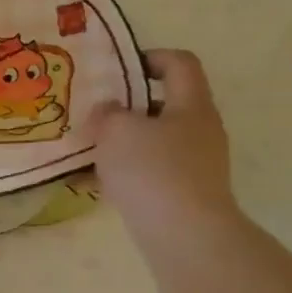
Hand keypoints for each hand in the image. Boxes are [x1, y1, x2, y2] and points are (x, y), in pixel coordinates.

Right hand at [89, 49, 239, 247]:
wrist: (184, 235)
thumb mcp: (116, 129)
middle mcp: (201, 130)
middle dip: (128, 105)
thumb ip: (108, 112)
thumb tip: (110, 111)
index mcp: (191, 106)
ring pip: (156, 138)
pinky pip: (152, 169)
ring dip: (124, 139)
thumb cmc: (152, 170)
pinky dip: (127, 169)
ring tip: (90, 147)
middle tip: (95, 110)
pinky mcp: (187, 192)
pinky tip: (98, 180)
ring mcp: (197, 163)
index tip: (117, 69)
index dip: (149, 57)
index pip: (180, 64)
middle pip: (166, 103)